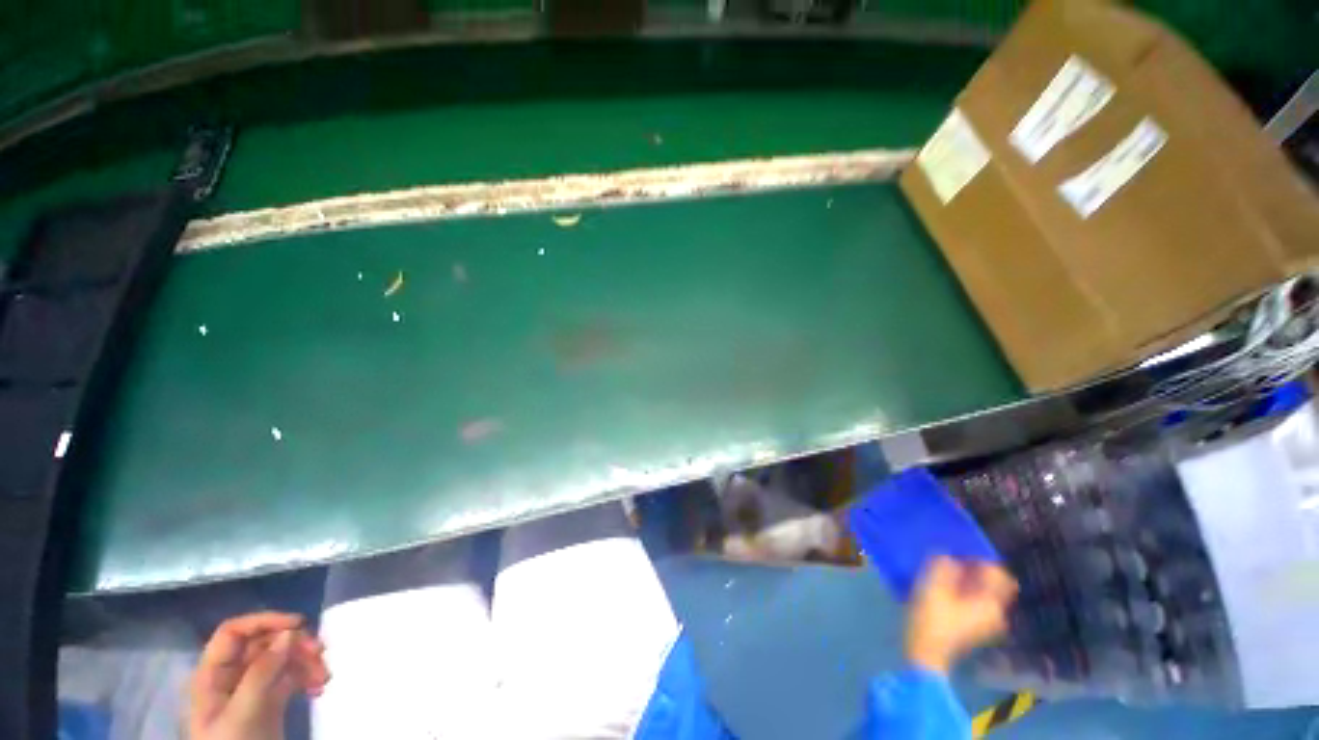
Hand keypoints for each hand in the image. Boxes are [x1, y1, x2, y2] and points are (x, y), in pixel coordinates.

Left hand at [188, 612, 330, 739]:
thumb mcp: (242, 713)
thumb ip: (261, 673)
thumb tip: (290, 632)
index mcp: (213, 675)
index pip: (234, 632)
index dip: (265, 621)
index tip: (300, 624)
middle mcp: (231, 677)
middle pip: (264, 644)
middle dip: (295, 644)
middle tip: (321, 653)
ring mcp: (251, 691)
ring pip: (282, 659)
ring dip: (306, 661)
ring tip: (324, 677)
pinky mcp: (269, 702)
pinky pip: (290, 678)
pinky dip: (307, 677)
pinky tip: (319, 688)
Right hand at [905, 556, 1017, 674]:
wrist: (925, 652)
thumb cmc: (931, 618)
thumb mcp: (933, 586)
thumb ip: (943, 566)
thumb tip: (947, 554)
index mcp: (991, 603)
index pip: (997, 572)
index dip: (980, 558)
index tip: (959, 550)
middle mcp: (995, 612)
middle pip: (992, 582)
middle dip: (974, 568)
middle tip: (951, 557)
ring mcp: (986, 621)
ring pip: (983, 590)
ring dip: (967, 578)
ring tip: (945, 569)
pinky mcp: (975, 625)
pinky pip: (976, 599)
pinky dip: (964, 589)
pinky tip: (945, 586)